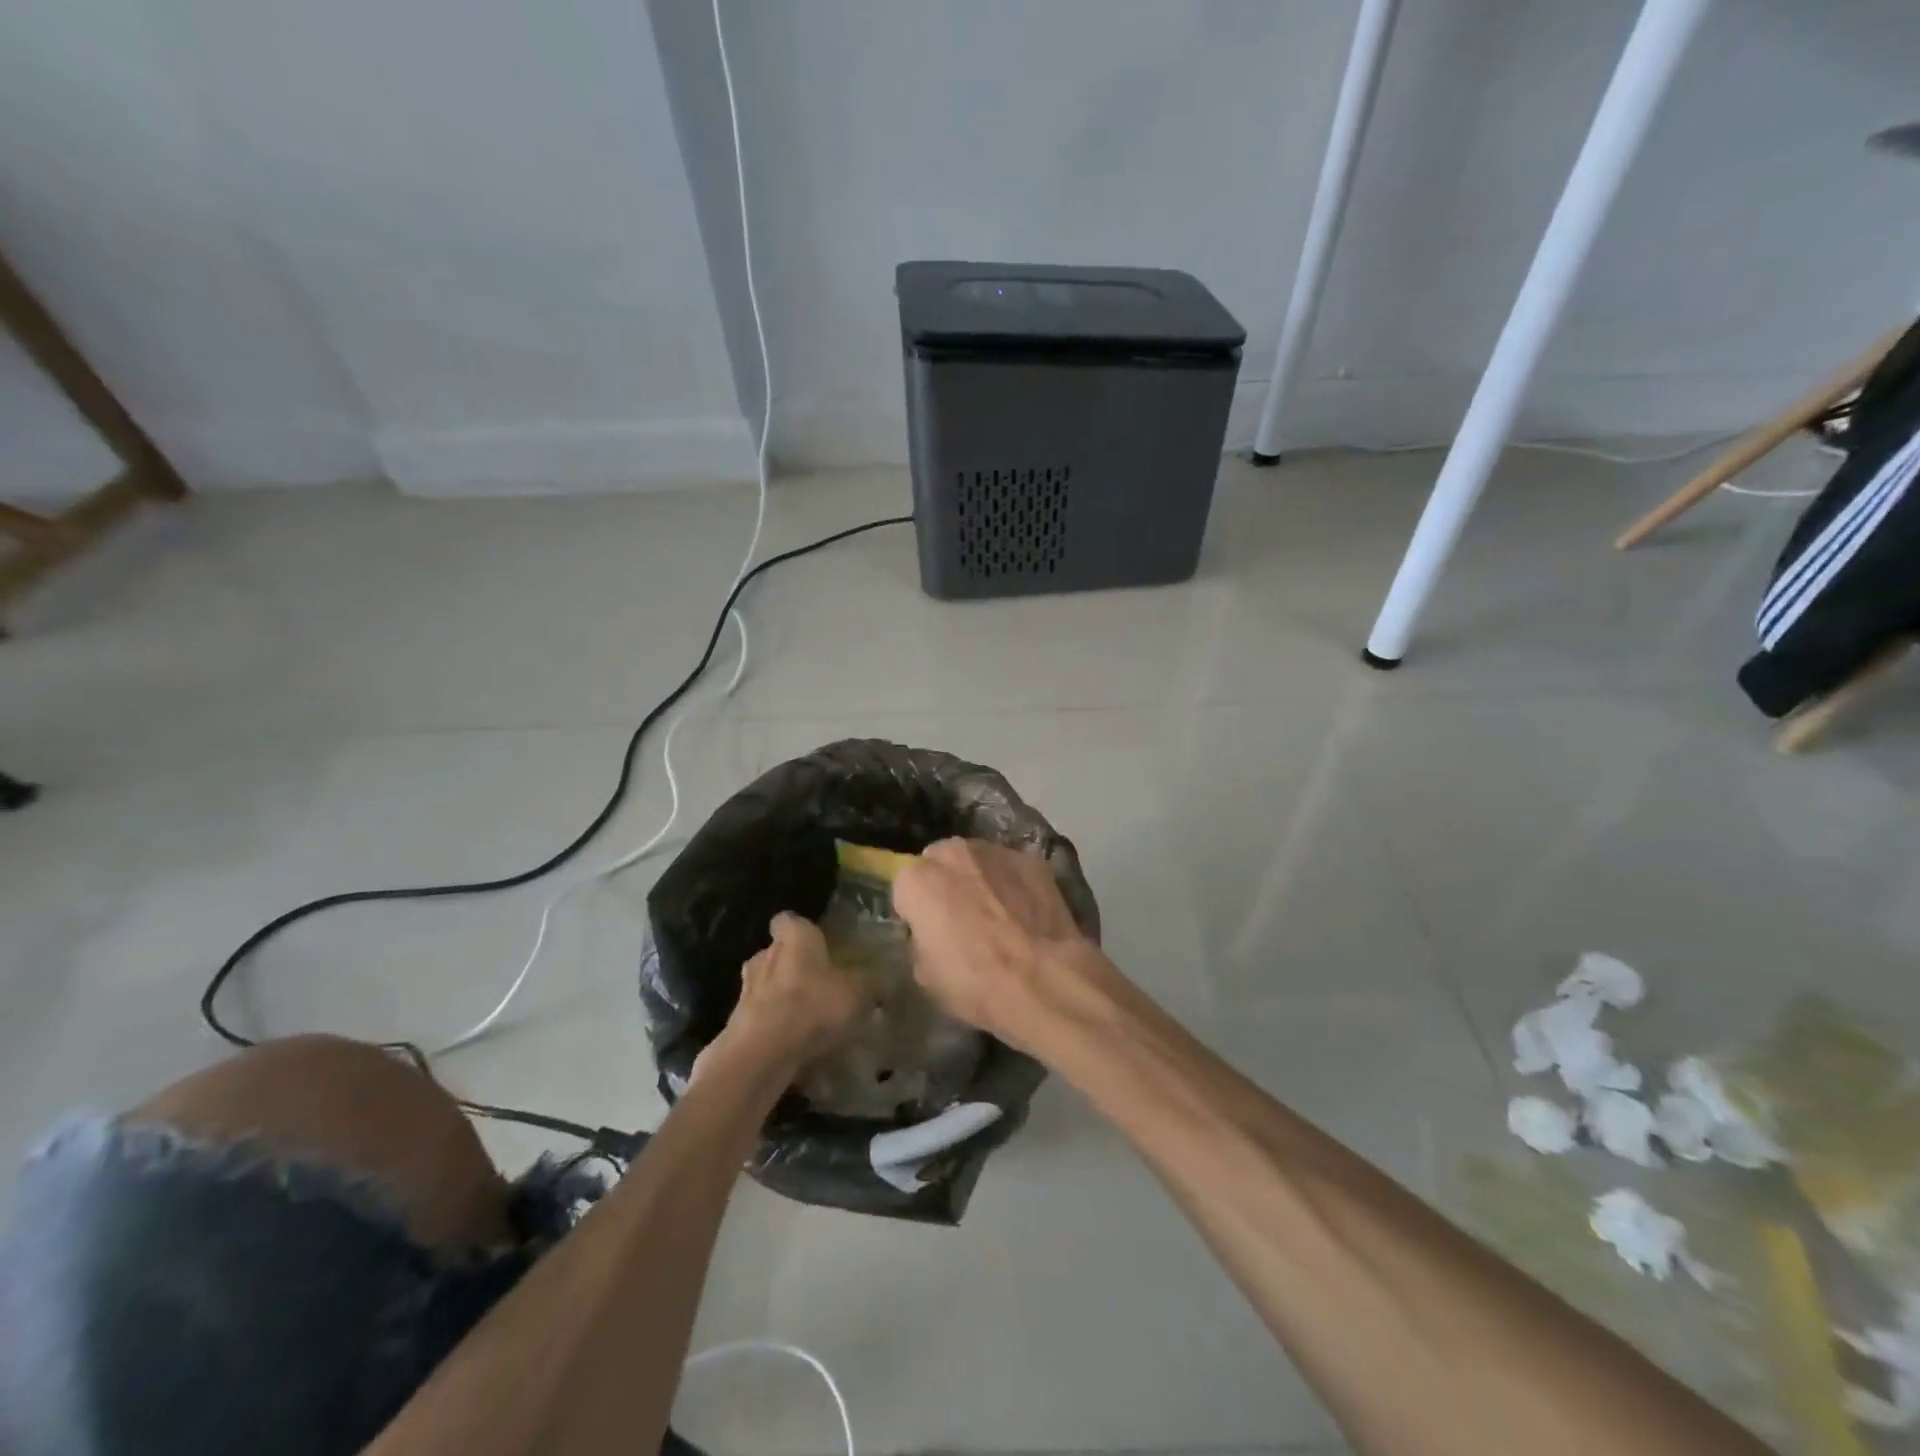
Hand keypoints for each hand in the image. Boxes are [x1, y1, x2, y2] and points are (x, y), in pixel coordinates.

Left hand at [709, 913, 866, 1076]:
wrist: (762, 1053)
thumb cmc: (813, 1006)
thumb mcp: (858, 993)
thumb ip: (869, 983)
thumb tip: (881, 980)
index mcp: (794, 937)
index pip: (790, 920)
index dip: (803, 929)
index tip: (819, 943)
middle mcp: (766, 954)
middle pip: (778, 953)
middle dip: (795, 966)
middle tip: (819, 985)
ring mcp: (746, 989)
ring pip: (767, 986)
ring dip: (782, 998)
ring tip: (806, 1019)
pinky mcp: (737, 1021)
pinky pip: (761, 1018)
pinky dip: (774, 1027)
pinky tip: (793, 1046)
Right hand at [892, 838, 1103, 1052]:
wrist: (1042, 980)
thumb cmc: (974, 983)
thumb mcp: (925, 974)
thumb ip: (921, 939)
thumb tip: (933, 933)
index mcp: (917, 879)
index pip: (905, 886)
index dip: (917, 910)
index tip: (929, 932)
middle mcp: (953, 853)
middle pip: (941, 862)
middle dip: (947, 883)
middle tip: (962, 919)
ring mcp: (996, 852)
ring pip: (978, 861)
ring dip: (981, 879)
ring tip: (999, 915)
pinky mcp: (1032, 860)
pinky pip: (1012, 869)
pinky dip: (1015, 884)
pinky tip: (1026, 913)